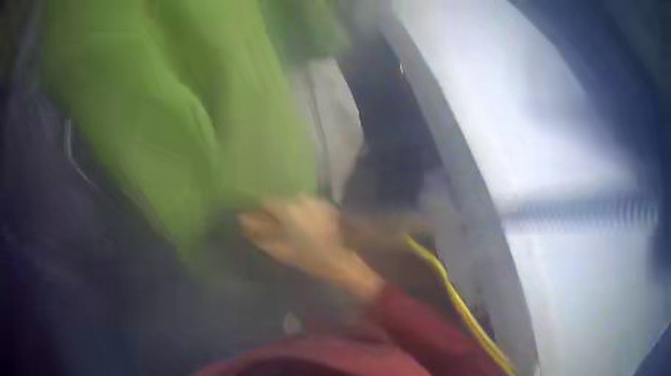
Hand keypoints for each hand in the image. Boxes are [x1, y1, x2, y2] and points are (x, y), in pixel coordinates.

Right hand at [240, 195, 383, 300]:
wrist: (343, 259)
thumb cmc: (308, 257)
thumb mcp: (279, 249)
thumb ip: (259, 232)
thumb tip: (243, 220)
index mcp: (287, 207)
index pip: (265, 199)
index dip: (258, 209)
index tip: (255, 218)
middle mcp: (301, 198)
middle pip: (280, 199)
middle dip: (274, 210)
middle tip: (272, 225)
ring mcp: (315, 200)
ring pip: (294, 201)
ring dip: (289, 211)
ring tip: (290, 227)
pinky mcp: (326, 205)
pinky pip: (307, 205)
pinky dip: (302, 212)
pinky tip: (305, 226)